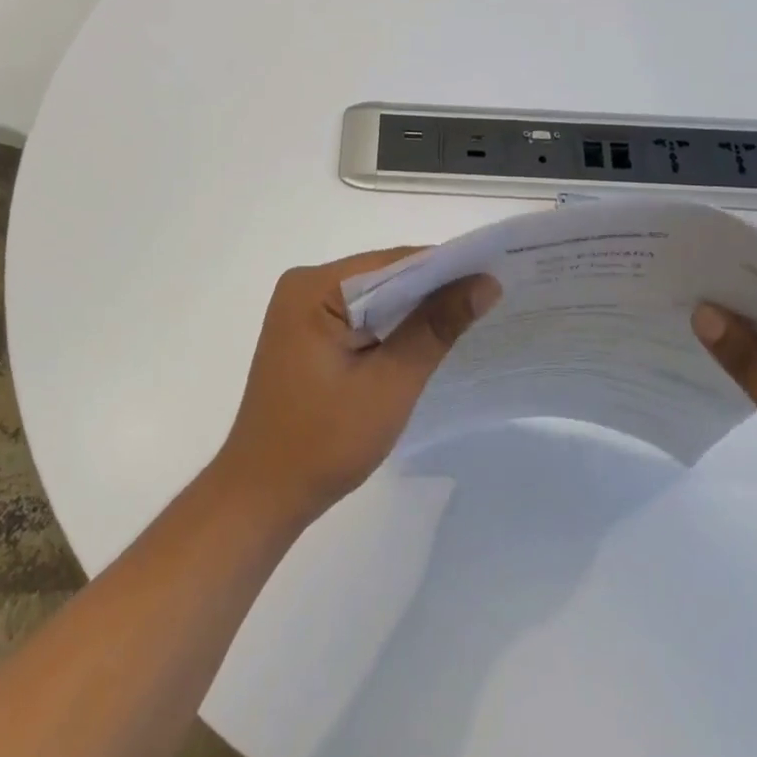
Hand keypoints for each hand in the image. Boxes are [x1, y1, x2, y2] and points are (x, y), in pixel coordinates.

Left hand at [213, 250, 500, 529]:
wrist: (263, 493)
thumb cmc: (324, 442)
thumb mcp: (390, 384)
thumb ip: (435, 328)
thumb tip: (484, 284)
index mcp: (314, 288)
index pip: (393, 263)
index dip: (446, 268)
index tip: (494, 277)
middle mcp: (304, 285)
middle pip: (383, 276)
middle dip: (433, 289)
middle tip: (490, 299)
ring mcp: (301, 309)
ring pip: (373, 297)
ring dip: (413, 310)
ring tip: (469, 317)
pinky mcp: (306, 333)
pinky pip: (358, 316)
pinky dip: (390, 326)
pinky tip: (424, 339)